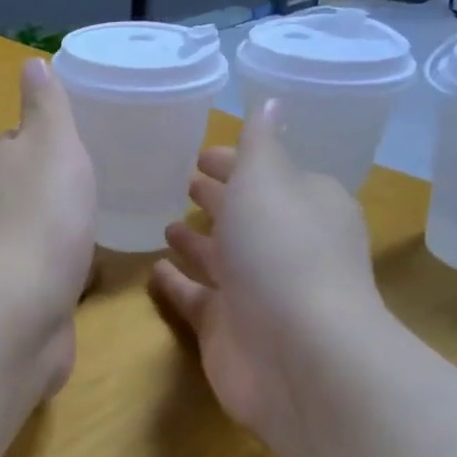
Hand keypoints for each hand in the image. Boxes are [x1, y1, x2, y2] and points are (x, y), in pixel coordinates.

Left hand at [0, 58, 97, 394]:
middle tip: (99, 186)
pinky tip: (90, 273)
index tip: (78, 145)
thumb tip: (31, 64)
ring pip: (36, 232)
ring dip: (60, 230)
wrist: (20, 309)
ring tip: (99, 227)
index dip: (45, 142)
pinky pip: (46, 272)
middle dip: (55, 188)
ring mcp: (2, 257)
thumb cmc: (43, 216)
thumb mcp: (53, 144)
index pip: (17, 144)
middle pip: (25, 189)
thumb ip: (46, 107)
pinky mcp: (18, 298)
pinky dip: (64, 269)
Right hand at [151, 100, 382, 446]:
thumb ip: (260, 144)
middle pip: (245, 216)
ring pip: (221, 258)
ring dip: (197, 240)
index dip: (236, 161)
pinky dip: (178, 283)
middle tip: (181, 181)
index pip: (267, 173)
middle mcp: (284, 246)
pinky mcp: (228, 328)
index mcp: (304, 205)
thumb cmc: (283, 251)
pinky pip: (197, 297)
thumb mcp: (268, 180)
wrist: (297, 355)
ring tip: (165, 221)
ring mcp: (256, 291)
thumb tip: (272, 101)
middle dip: (218, 198)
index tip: (201, 151)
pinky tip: (153, 269)